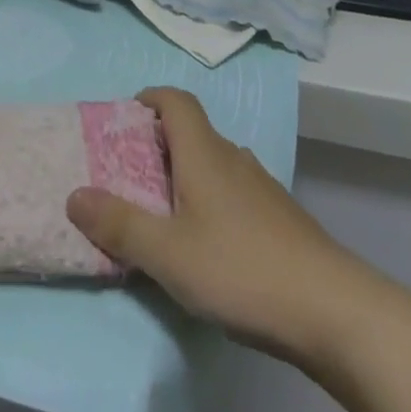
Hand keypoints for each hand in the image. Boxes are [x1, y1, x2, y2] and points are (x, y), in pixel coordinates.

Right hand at [66, 87, 371, 366]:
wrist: (338, 314)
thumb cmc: (242, 270)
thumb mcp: (168, 253)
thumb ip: (119, 224)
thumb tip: (73, 195)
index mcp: (204, 153)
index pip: (176, 100)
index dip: (149, 97)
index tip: (124, 117)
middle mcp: (234, 159)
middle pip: (193, 132)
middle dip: (159, 144)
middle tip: (130, 175)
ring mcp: (264, 190)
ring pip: (216, 164)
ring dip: (187, 175)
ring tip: (165, 212)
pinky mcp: (283, 222)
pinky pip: (236, 193)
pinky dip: (214, 202)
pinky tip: (210, 246)